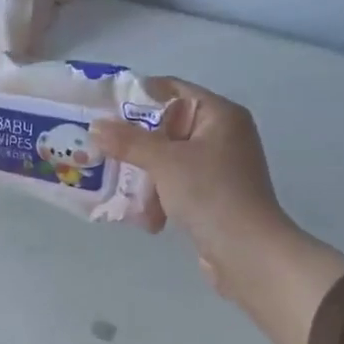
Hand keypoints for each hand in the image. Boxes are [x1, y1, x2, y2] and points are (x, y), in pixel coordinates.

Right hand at [93, 79, 343, 343]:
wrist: (248, 253)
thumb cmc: (210, 194)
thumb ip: (128, 141)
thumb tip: (96, 126)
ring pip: (169, 160)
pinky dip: (159, 197)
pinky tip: (145, 217)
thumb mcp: (165, 162)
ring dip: (144, 176)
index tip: (104, 108)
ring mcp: (219, 168)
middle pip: (167, 127)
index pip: (174, 90)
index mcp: (219, 115)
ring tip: (118, 188)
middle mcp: (223, 136)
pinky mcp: (213, 197)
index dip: (138, 96)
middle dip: (135, 143)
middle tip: (101, 149)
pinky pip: (176, 186)